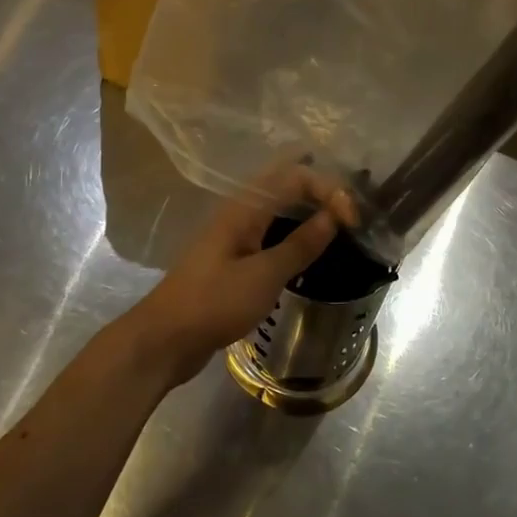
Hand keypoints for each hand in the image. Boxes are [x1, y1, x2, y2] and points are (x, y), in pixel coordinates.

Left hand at [116, 169, 344, 384]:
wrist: (164, 340)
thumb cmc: (214, 303)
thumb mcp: (264, 275)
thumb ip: (300, 244)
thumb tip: (333, 216)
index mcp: (245, 207)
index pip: (296, 177)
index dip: (329, 189)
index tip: (353, 221)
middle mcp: (240, 211)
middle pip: (285, 183)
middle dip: (320, 188)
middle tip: (352, 209)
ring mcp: (234, 234)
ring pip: (278, 207)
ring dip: (308, 209)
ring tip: (340, 223)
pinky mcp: (233, 257)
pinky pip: (270, 232)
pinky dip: (294, 232)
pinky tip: (310, 249)